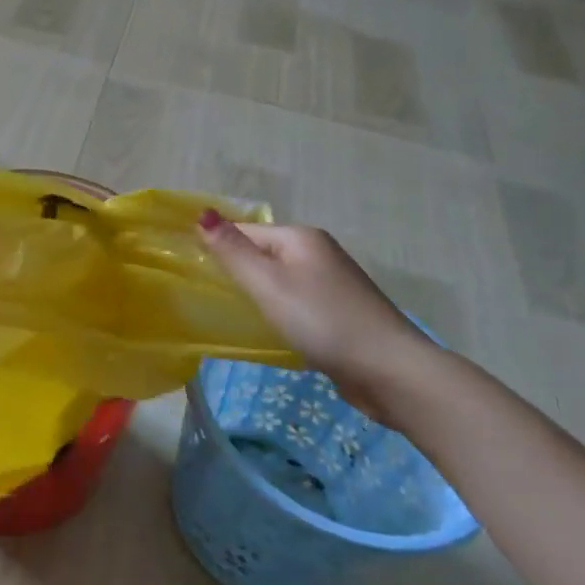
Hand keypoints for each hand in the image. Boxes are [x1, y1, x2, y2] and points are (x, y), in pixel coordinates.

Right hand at [196, 214, 448, 423]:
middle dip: (239, 271)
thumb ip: (232, 251)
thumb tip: (202, 213)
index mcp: (301, 237)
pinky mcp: (342, 312)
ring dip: (260, 293)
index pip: (245, 231)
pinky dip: (282, 311)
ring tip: (237, 315)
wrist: (390, 371)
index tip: (195, 274)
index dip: (219, 248)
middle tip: (211, 298)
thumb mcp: (267, 284)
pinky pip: (298, 301)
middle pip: (264, 253)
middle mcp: (319, 252)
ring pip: (282, 279)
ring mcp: (334, 283)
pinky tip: (275, 330)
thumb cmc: (321, 321)